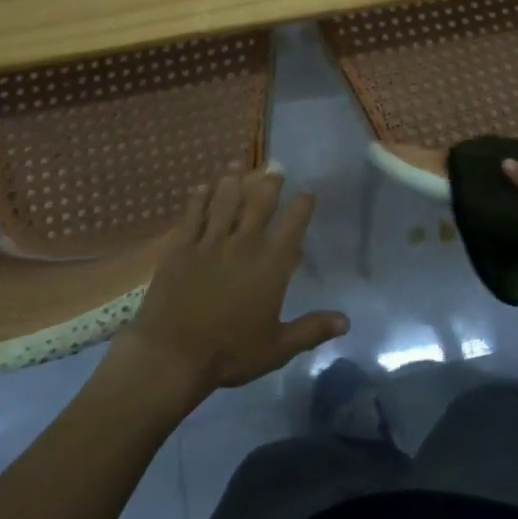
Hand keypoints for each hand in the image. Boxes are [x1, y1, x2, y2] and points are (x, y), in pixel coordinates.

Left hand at [113, 165, 347, 403]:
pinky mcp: (180, 248)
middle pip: (259, 204)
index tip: (307, 192)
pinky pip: (192, 215)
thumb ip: (312, 329)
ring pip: (224, 201)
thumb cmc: (229, 353)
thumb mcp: (278, 347)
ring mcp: (209, 242)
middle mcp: (244, 244)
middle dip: (270, 183)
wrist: (171, 355)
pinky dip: (199, 198)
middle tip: (275, 168)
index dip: (302, 205)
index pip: (293, 225)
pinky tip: (201, 186)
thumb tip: (346, 321)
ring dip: (232, 180)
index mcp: (271, 264)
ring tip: (238, 163)